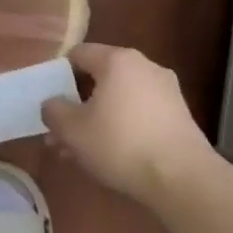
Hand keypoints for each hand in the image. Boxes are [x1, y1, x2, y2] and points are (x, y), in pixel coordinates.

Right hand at [41, 44, 216, 200]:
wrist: (183, 179)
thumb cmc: (120, 143)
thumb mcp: (71, 129)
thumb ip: (53, 110)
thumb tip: (53, 104)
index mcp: (117, 60)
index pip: (78, 54)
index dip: (58, 73)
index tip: (48, 98)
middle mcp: (145, 67)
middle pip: (99, 78)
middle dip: (77, 104)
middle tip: (60, 130)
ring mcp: (166, 91)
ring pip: (119, 99)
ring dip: (97, 119)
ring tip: (80, 151)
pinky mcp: (180, 116)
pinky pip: (140, 114)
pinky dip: (122, 127)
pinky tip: (110, 155)